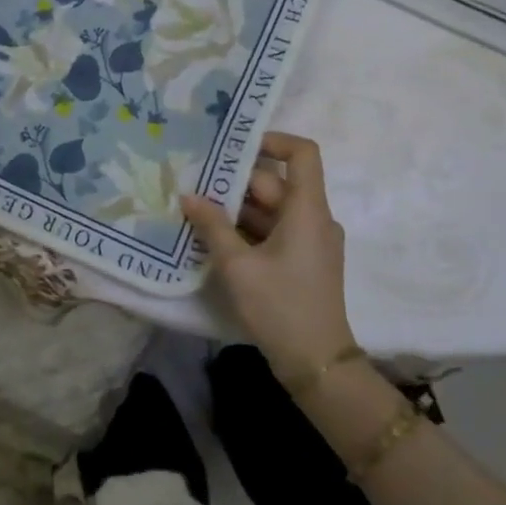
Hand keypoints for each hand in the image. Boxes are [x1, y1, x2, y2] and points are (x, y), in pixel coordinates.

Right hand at [181, 132, 356, 382]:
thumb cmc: (280, 307)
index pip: (302, 153)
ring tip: (195, 208)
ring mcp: (310, 241)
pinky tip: (213, 237)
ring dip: (236, 208)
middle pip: (276, 183)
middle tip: (194, 181)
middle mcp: (314, 219)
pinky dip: (246, 229)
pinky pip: (273, 231)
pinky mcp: (302, 261)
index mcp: (307, 210)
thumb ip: (212, 226)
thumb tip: (188, 195)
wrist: (317, 364)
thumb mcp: (238, 266)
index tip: (233, 146)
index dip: (272, 140)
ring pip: (271, 209)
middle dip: (235, 182)